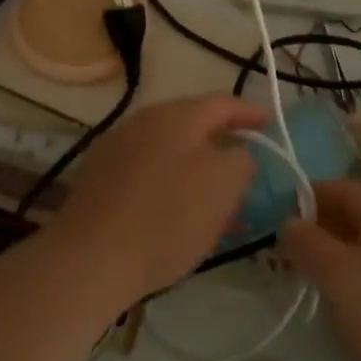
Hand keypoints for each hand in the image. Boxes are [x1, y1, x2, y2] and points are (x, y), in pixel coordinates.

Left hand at [51, 93, 269, 302]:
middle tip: (244, 162)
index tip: (270, 124)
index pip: (223, 102)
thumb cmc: (167, 217)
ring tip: (212, 193)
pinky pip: (146, 168)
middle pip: (193, 122)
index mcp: (177, 114)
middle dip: (221, 140)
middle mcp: (144, 119)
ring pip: (168, 147)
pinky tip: (174, 209)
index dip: (251, 113)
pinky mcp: (98, 175)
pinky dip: (168, 180)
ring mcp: (116, 145)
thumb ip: (242, 159)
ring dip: (194, 164)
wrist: (90, 258)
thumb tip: (237, 152)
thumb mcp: (225, 185)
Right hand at [280, 178, 360, 360]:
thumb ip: (308, 243)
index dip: (313, 193)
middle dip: (321, 227)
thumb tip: (289, 222)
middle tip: (286, 249)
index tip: (280, 211)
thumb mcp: (338, 275)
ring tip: (306, 279)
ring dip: (335, 257)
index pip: (348, 188)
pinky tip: (341, 310)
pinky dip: (354, 284)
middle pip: (359, 218)